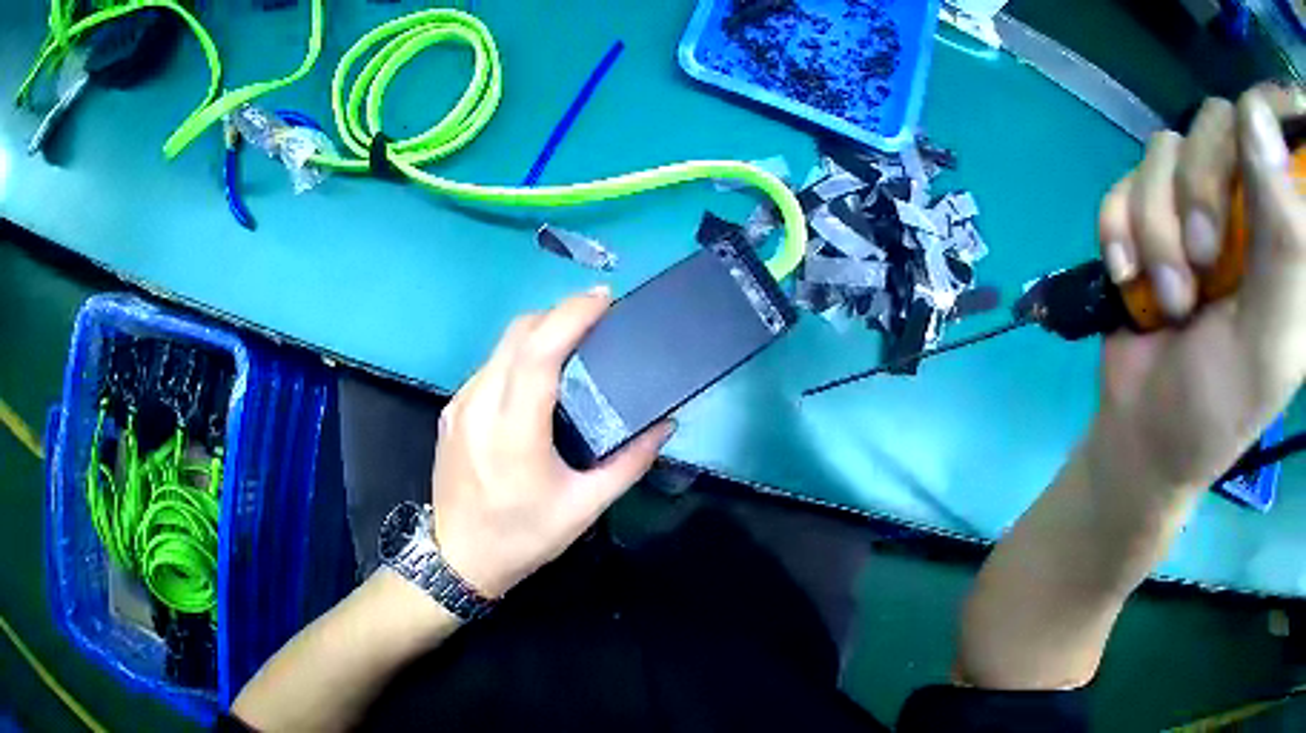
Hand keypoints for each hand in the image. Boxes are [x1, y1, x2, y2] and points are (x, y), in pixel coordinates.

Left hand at [428, 287, 674, 597]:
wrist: (457, 559)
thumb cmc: (523, 536)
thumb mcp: (585, 507)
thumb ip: (630, 463)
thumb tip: (665, 425)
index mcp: (514, 430)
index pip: (538, 352)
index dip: (570, 316)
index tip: (603, 299)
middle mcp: (480, 405)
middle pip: (517, 335)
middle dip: (557, 314)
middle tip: (596, 319)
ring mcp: (459, 406)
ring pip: (500, 348)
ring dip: (537, 335)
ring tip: (573, 345)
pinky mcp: (450, 412)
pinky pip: (488, 369)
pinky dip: (517, 358)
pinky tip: (537, 379)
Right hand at [1092, 86, 1305, 492]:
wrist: (1146, 432)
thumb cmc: (1218, 406)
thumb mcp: (1268, 343)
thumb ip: (1281, 246)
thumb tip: (1259, 126)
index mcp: (1284, 238)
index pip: (1272, 140)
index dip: (1258, 130)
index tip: (1248, 180)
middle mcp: (1249, 206)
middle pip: (1218, 123)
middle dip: (1198, 188)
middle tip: (1201, 260)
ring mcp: (1200, 205)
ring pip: (1168, 150)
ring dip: (1155, 226)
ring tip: (1168, 298)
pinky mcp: (1155, 212)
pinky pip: (1127, 177)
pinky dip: (1120, 227)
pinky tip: (1128, 277)